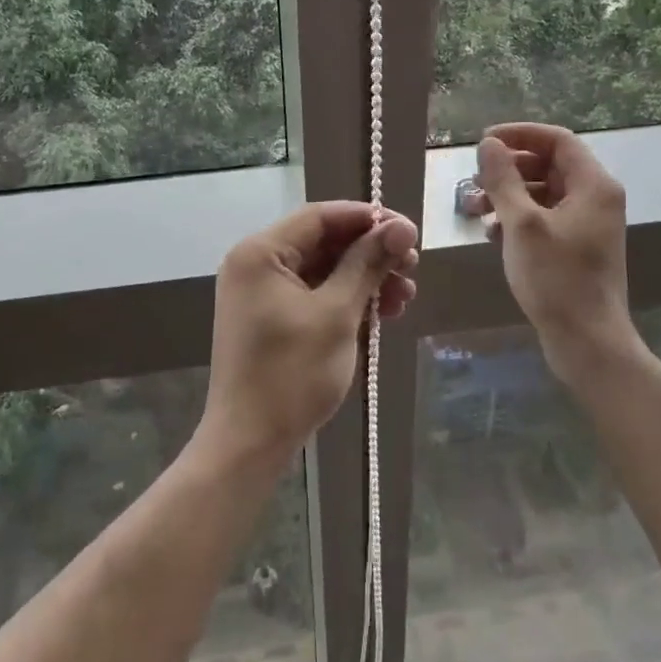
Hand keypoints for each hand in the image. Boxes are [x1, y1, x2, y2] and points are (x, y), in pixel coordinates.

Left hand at [200, 202, 418, 468]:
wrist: (248, 444)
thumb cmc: (291, 374)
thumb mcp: (337, 314)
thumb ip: (367, 264)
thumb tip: (400, 226)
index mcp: (260, 252)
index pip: (321, 216)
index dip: (368, 219)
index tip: (409, 231)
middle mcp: (256, 264)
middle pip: (323, 242)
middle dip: (370, 252)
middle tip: (412, 266)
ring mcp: (261, 293)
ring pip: (323, 270)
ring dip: (365, 278)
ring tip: (406, 295)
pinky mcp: (270, 319)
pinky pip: (314, 295)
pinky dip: (347, 299)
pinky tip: (383, 312)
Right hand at [468, 123, 639, 391]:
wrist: (587, 341)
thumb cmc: (556, 278)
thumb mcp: (522, 224)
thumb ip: (503, 179)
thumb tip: (488, 144)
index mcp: (593, 185)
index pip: (557, 139)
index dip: (519, 135)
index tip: (483, 143)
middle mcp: (596, 198)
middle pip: (549, 165)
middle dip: (508, 169)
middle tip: (474, 181)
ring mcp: (588, 224)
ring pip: (543, 193)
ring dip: (508, 195)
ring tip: (475, 209)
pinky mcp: (578, 247)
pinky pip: (545, 217)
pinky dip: (518, 218)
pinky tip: (492, 234)